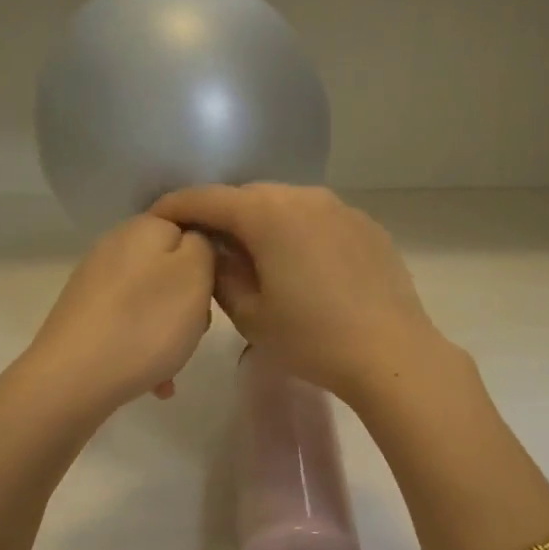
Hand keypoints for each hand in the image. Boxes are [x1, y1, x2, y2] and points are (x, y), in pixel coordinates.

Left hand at [26, 214, 214, 410]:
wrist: (73, 378)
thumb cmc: (147, 324)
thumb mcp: (195, 276)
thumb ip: (203, 247)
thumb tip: (192, 245)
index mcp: (144, 228)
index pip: (190, 230)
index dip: (208, 263)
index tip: (211, 295)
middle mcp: (115, 246)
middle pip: (171, 270)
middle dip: (188, 303)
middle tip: (194, 331)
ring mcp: (95, 282)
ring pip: (151, 302)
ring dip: (169, 332)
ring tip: (172, 365)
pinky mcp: (83, 315)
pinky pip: (128, 325)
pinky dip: (144, 348)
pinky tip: (153, 381)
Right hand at [149, 184, 446, 406]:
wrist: (391, 354)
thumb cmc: (312, 339)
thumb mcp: (251, 315)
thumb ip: (221, 274)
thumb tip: (214, 251)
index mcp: (268, 214)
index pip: (208, 198)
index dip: (177, 207)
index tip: (157, 218)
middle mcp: (304, 196)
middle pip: (249, 196)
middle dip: (223, 216)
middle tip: (209, 246)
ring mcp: (341, 208)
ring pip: (287, 205)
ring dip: (264, 224)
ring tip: (256, 257)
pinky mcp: (367, 226)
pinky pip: (319, 219)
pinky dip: (299, 232)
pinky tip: (303, 266)